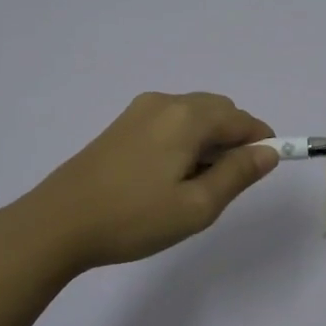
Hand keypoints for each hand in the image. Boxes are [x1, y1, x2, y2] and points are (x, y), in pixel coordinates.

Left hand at [12, 92, 278, 274]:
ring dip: (208, 141)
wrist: (58, 223)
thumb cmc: (134, 218)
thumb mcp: (197, 206)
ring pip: (193, 116)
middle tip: (225, 185)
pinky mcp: (121, 125)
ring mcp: (139, 111)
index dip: (262, 142)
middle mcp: (165, 102)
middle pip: (218, 111)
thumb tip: (268, 152)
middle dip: (234, 140)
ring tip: (194, 185)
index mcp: (187, 117)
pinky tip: (168, 176)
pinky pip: (169, 122)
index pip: (242, 120)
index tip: (265, 171)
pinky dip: (184, 140)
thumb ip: (237, 174)